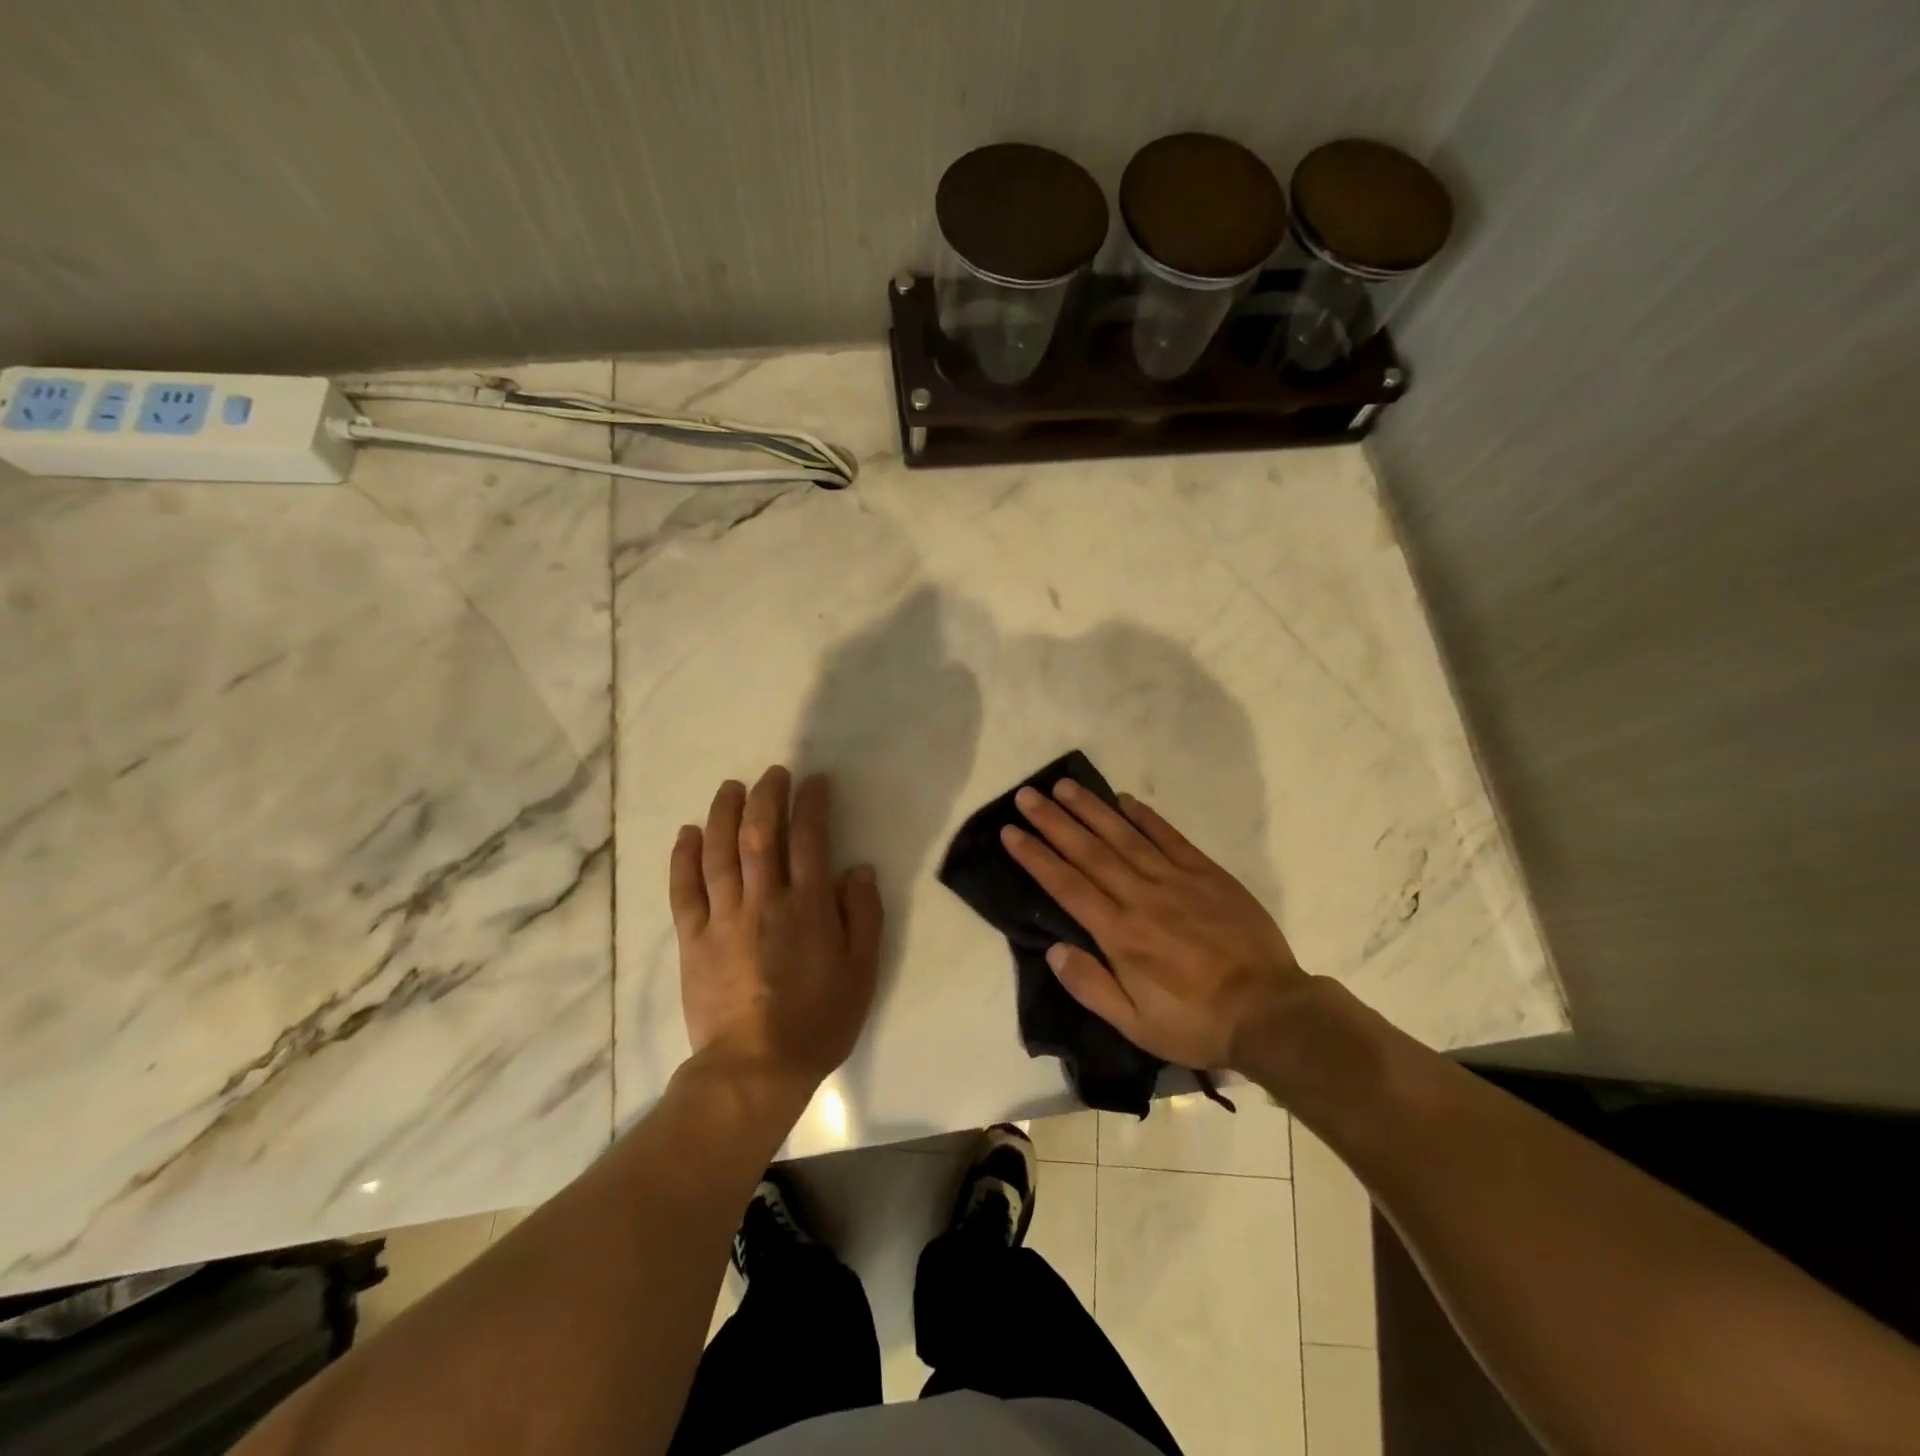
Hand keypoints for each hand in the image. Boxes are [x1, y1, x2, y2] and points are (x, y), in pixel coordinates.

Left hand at [670, 767, 882, 1086]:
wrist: (755, 1069)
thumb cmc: (818, 1020)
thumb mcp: (862, 971)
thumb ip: (863, 915)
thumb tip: (858, 868)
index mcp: (808, 907)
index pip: (810, 839)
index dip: (812, 804)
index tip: (814, 782)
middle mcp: (764, 901)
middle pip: (761, 835)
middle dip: (767, 796)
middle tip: (773, 773)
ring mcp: (724, 918)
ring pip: (720, 852)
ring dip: (724, 814)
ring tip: (731, 788)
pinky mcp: (693, 939)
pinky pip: (685, 890)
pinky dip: (684, 858)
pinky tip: (687, 833)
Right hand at [1001, 780, 1306, 1071]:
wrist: (1270, 1012)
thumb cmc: (1196, 1022)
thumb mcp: (1136, 1025)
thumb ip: (1091, 986)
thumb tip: (1053, 950)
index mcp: (1119, 934)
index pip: (1067, 885)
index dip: (1036, 856)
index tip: (1011, 832)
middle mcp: (1141, 897)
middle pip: (1088, 851)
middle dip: (1054, 821)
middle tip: (1027, 795)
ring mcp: (1176, 880)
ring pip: (1124, 836)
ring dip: (1091, 809)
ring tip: (1064, 786)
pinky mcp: (1206, 874)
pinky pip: (1169, 837)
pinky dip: (1145, 817)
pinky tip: (1125, 801)